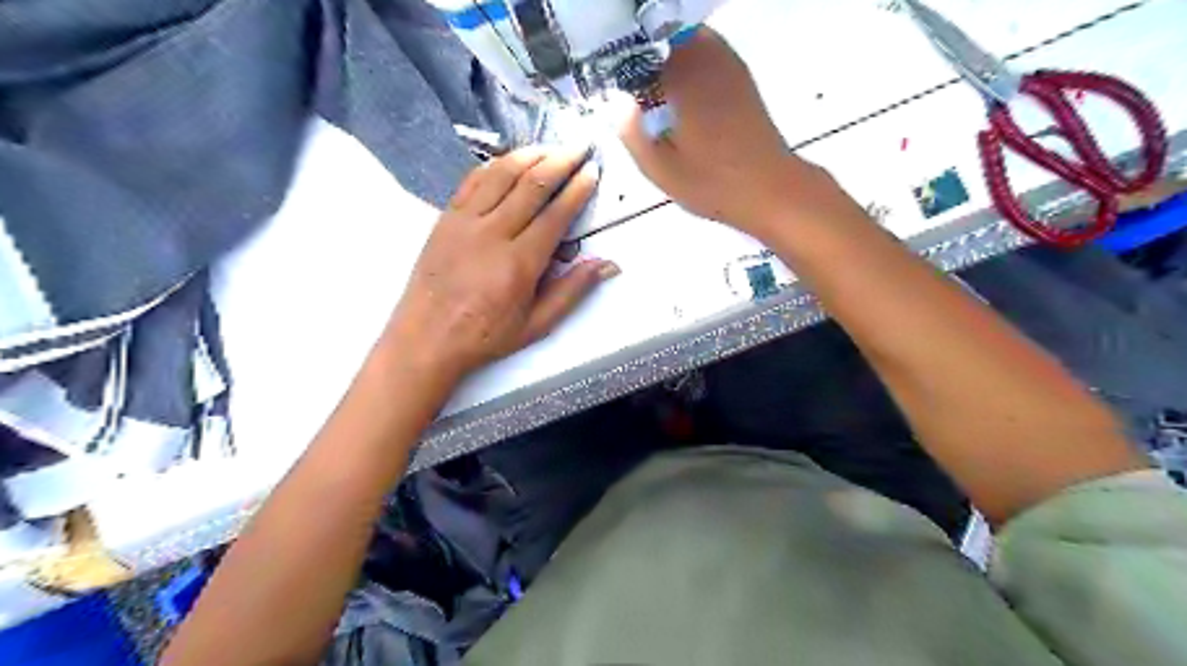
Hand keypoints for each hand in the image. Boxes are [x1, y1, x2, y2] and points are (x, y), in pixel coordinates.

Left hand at [387, 146, 616, 384]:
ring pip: (501, 174)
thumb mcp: (536, 324)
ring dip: (529, 155)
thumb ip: (572, 291)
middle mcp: (492, 234)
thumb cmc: (484, 335)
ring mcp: (464, 222)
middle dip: (560, 161)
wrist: (426, 339)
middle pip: (531, 185)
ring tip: (550, 147)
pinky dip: (494, 166)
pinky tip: (510, 161)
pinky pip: (472, 181)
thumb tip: (606, 264)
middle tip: (579, 147)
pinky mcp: (445, 219)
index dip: (577, 190)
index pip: (555, 215)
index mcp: (519, 263)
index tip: (592, 172)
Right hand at [622, 25, 833, 239]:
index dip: (622, 64)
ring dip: (666, 57)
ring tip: (652, 91)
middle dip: (643, 57)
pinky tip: (682, 94)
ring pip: (687, 40)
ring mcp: (728, 65)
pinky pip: (707, 51)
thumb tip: (616, 100)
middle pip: (665, 37)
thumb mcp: (660, 169)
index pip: (641, 49)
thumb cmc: (712, 183)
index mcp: (683, 78)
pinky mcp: (741, 77)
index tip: (612, 86)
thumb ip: (632, 133)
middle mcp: (707, 59)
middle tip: (630, 89)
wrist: (769, 189)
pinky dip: (689, 62)